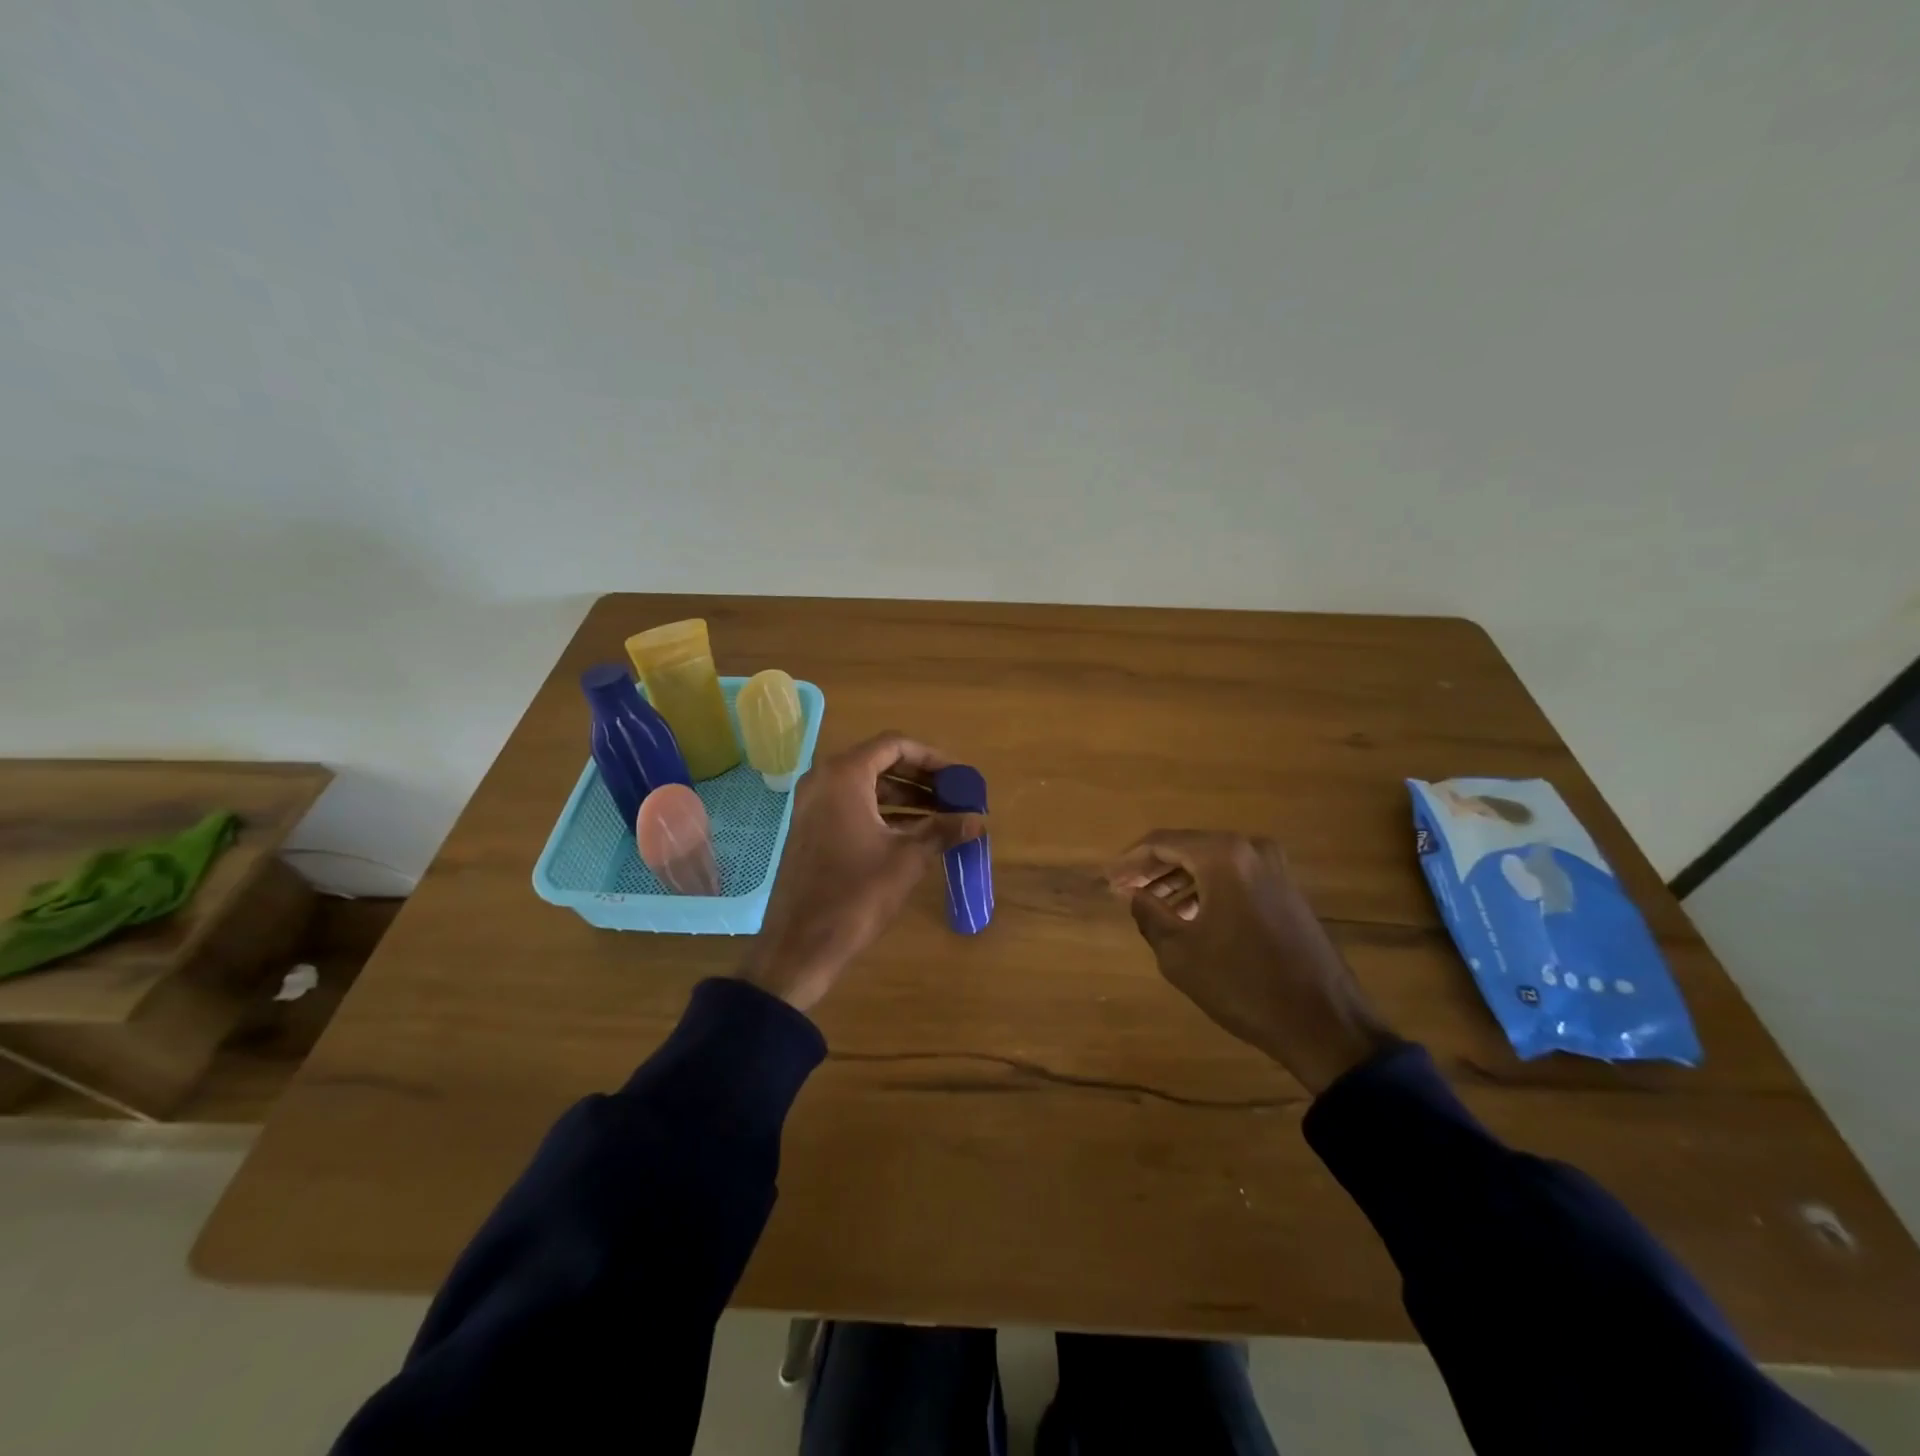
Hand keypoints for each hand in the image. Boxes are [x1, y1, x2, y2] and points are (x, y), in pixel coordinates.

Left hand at [741, 732, 984, 1013]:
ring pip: (867, 786)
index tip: (959, 777)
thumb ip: (943, 830)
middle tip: (954, 795)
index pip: (894, 745)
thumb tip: (978, 820)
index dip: (931, 758)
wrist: (800, 944)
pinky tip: (914, 832)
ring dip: (905, 797)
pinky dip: (883, 813)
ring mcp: (813, 805)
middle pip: (880, 763)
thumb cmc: (856, 893)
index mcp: (844, 775)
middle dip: (920, 778)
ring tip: (942, 815)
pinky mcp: (811, 829)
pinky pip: (852, 806)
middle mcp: (824, 780)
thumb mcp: (907, 858)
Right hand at [1107, 831, 1393, 1094]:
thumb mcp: (1179, 952)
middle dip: (1154, 869)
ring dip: (1180, 881)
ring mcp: (1275, 869)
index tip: (1108, 880)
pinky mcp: (1288, 891)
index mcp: (1223, 855)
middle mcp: (1251, 850)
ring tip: (1152, 905)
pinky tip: (1189, 915)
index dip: (1129, 861)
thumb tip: (1134, 894)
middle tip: (1125, 890)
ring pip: (1213, 863)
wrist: (1323, 1022)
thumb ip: (1149, 913)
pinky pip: (1235, 878)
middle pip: (1189, 848)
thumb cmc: (1242, 983)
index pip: (1162, 843)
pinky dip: (1207, 890)